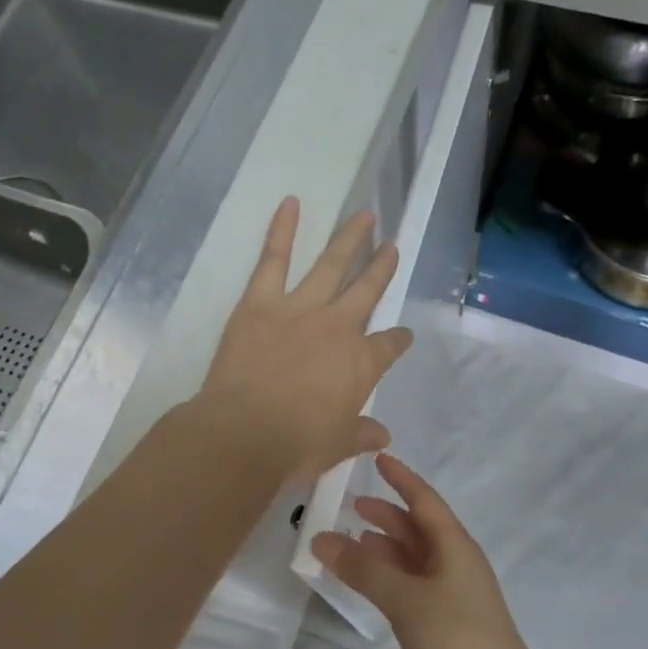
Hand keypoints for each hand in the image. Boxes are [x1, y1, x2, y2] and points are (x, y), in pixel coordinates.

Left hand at [195, 198, 414, 481]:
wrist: (244, 434)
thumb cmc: (296, 445)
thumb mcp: (337, 446)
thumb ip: (361, 435)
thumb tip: (383, 436)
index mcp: (361, 364)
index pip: (389, 346)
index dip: (398, 340)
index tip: (403, 335)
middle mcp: (338, 328)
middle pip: (367, 291)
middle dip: (381, 268)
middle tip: (392, 246)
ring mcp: (301, 308)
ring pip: (332, 265)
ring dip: (350, 239)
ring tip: (365, 216)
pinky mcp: (261, 302)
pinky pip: (274, 258)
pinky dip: (283, 229)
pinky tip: (291, 203)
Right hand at [312, 454, 544, 648]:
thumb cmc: (455, 637)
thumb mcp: (404, 597)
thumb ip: (363, 568)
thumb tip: (321, 539)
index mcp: (455, 545)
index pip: (424, 500)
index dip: (401, 478)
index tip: (378, 458)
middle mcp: (457, 562)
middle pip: (420, 527)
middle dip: (388, 514)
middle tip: (353, 505)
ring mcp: (456, 593)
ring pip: (416, 557)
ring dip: (388, 547)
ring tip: (355, 541)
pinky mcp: (450, 621)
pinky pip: (415, 583)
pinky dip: (392, 575)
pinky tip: (374, 583)